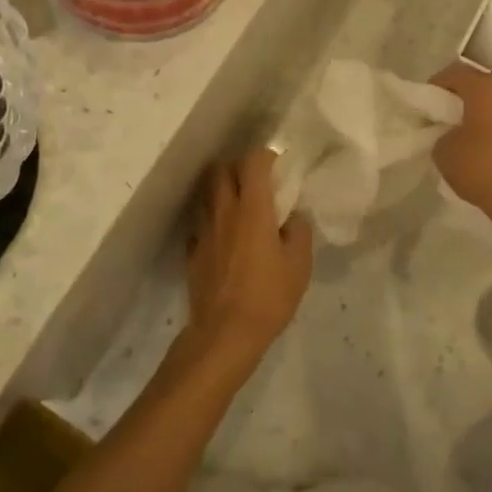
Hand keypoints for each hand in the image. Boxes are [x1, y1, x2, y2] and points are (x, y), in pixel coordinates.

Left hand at [185, 148, 312, 373]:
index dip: (266, 156)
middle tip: (255, 182)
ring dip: (222, 190)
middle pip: (221, 169)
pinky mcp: (192, 251)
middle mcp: (224, 210)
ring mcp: (204, 230)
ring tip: (239, 205)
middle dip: (238, 167)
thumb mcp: (299, 266)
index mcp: (253, 208)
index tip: (278, 167)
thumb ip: (298, 233)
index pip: (253, 162)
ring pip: (207, 193)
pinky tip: (224, 237)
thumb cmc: (267, 297)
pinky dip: (212, 220)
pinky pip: (200, 222)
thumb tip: (292, 219)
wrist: (224, 334)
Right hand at [430, 62, 491, 237]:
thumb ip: (441, 134)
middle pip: (483, 80)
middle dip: (466, 92)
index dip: (437, 84)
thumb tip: (450, 134)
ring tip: (474, 132)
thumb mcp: (444, 152)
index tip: (427, 103)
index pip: (454, 72)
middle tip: (451, 113)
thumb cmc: (483, 169)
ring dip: (487, 109)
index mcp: (484, 88)